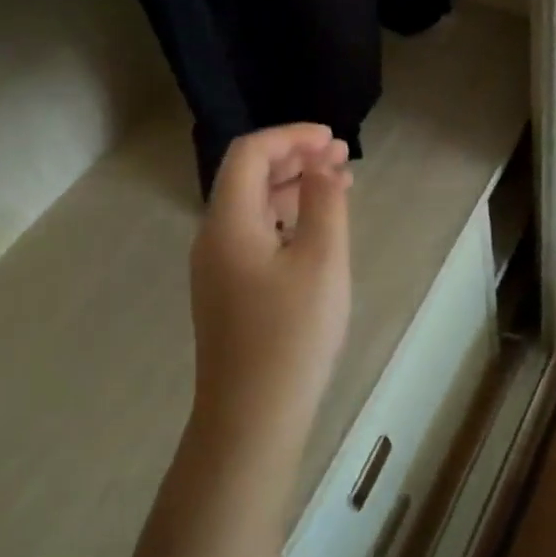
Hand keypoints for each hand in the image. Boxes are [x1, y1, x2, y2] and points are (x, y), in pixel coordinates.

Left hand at [189, 124, 353, 454]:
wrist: (252, 419)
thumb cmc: (291, 335)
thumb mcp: (322, 260)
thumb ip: (324, 202)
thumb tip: (322, 167)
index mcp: (228, 222)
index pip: (250, 153)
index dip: (291, 137)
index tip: (332, 141)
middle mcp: (213, 237)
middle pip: (248, 176)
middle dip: (295, 157)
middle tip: (342, 158)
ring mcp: (217, 267)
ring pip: (253, 206)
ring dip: (293, 186)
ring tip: (338, 185)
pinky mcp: (228, 292)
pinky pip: (255, 234)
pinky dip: (286, 217)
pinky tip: (317, 229)